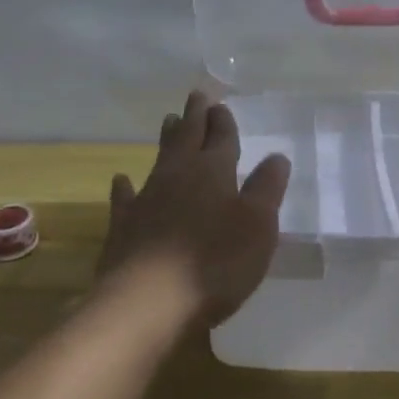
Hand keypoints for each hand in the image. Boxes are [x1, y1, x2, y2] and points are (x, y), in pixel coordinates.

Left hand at [99, 92, 291, 327]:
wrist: (148, 302)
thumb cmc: (215, 263)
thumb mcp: (258, 227)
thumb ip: (267, 189)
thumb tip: (276, 156)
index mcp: (214, 171)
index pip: (222, 137)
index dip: (223, 121)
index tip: (220, 105)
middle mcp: (179, 175)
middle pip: (188, 137)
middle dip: (195, 116)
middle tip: (196, 96)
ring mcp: (147, 198)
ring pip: (160, 158)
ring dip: (167, 139)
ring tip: (169, 120)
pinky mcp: (124, 225)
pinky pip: (126, 198)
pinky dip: (125, 187)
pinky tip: (121, 180)